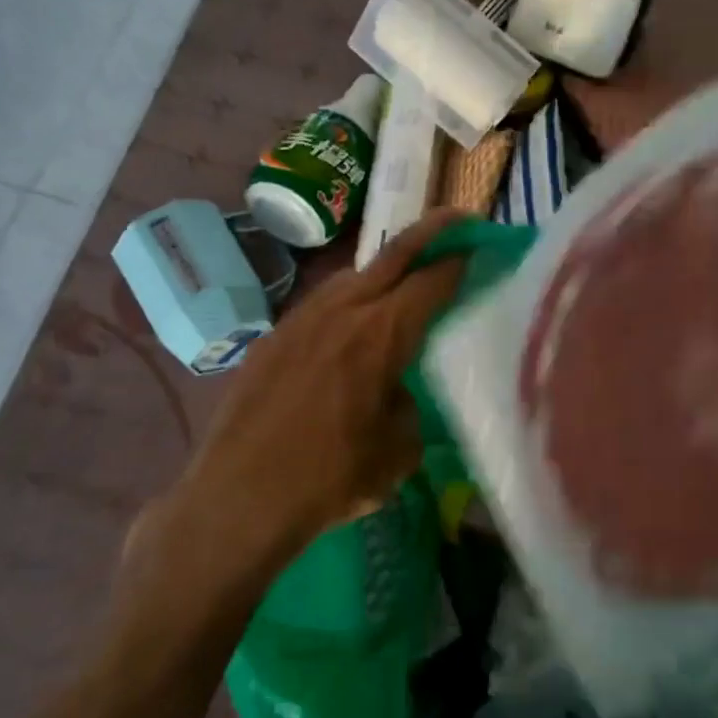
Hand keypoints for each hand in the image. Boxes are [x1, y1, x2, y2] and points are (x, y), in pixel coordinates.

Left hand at [158, 209, 466, 587]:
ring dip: (383, 268)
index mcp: (381, 335)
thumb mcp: (397, 452)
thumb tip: (398, 392)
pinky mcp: (272, 338)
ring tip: (402, 279)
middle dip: (430, 232)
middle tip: (456, 220)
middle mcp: (342, 312)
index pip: (430, 281)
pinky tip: (348, 325)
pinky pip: (320, 303)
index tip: (478, 247)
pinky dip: (346, 300)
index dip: (458, 262)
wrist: (239, 497)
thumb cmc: (330, 479)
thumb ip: (407, 408)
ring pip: (351, 276)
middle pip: (393, 255)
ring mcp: (300, 319)